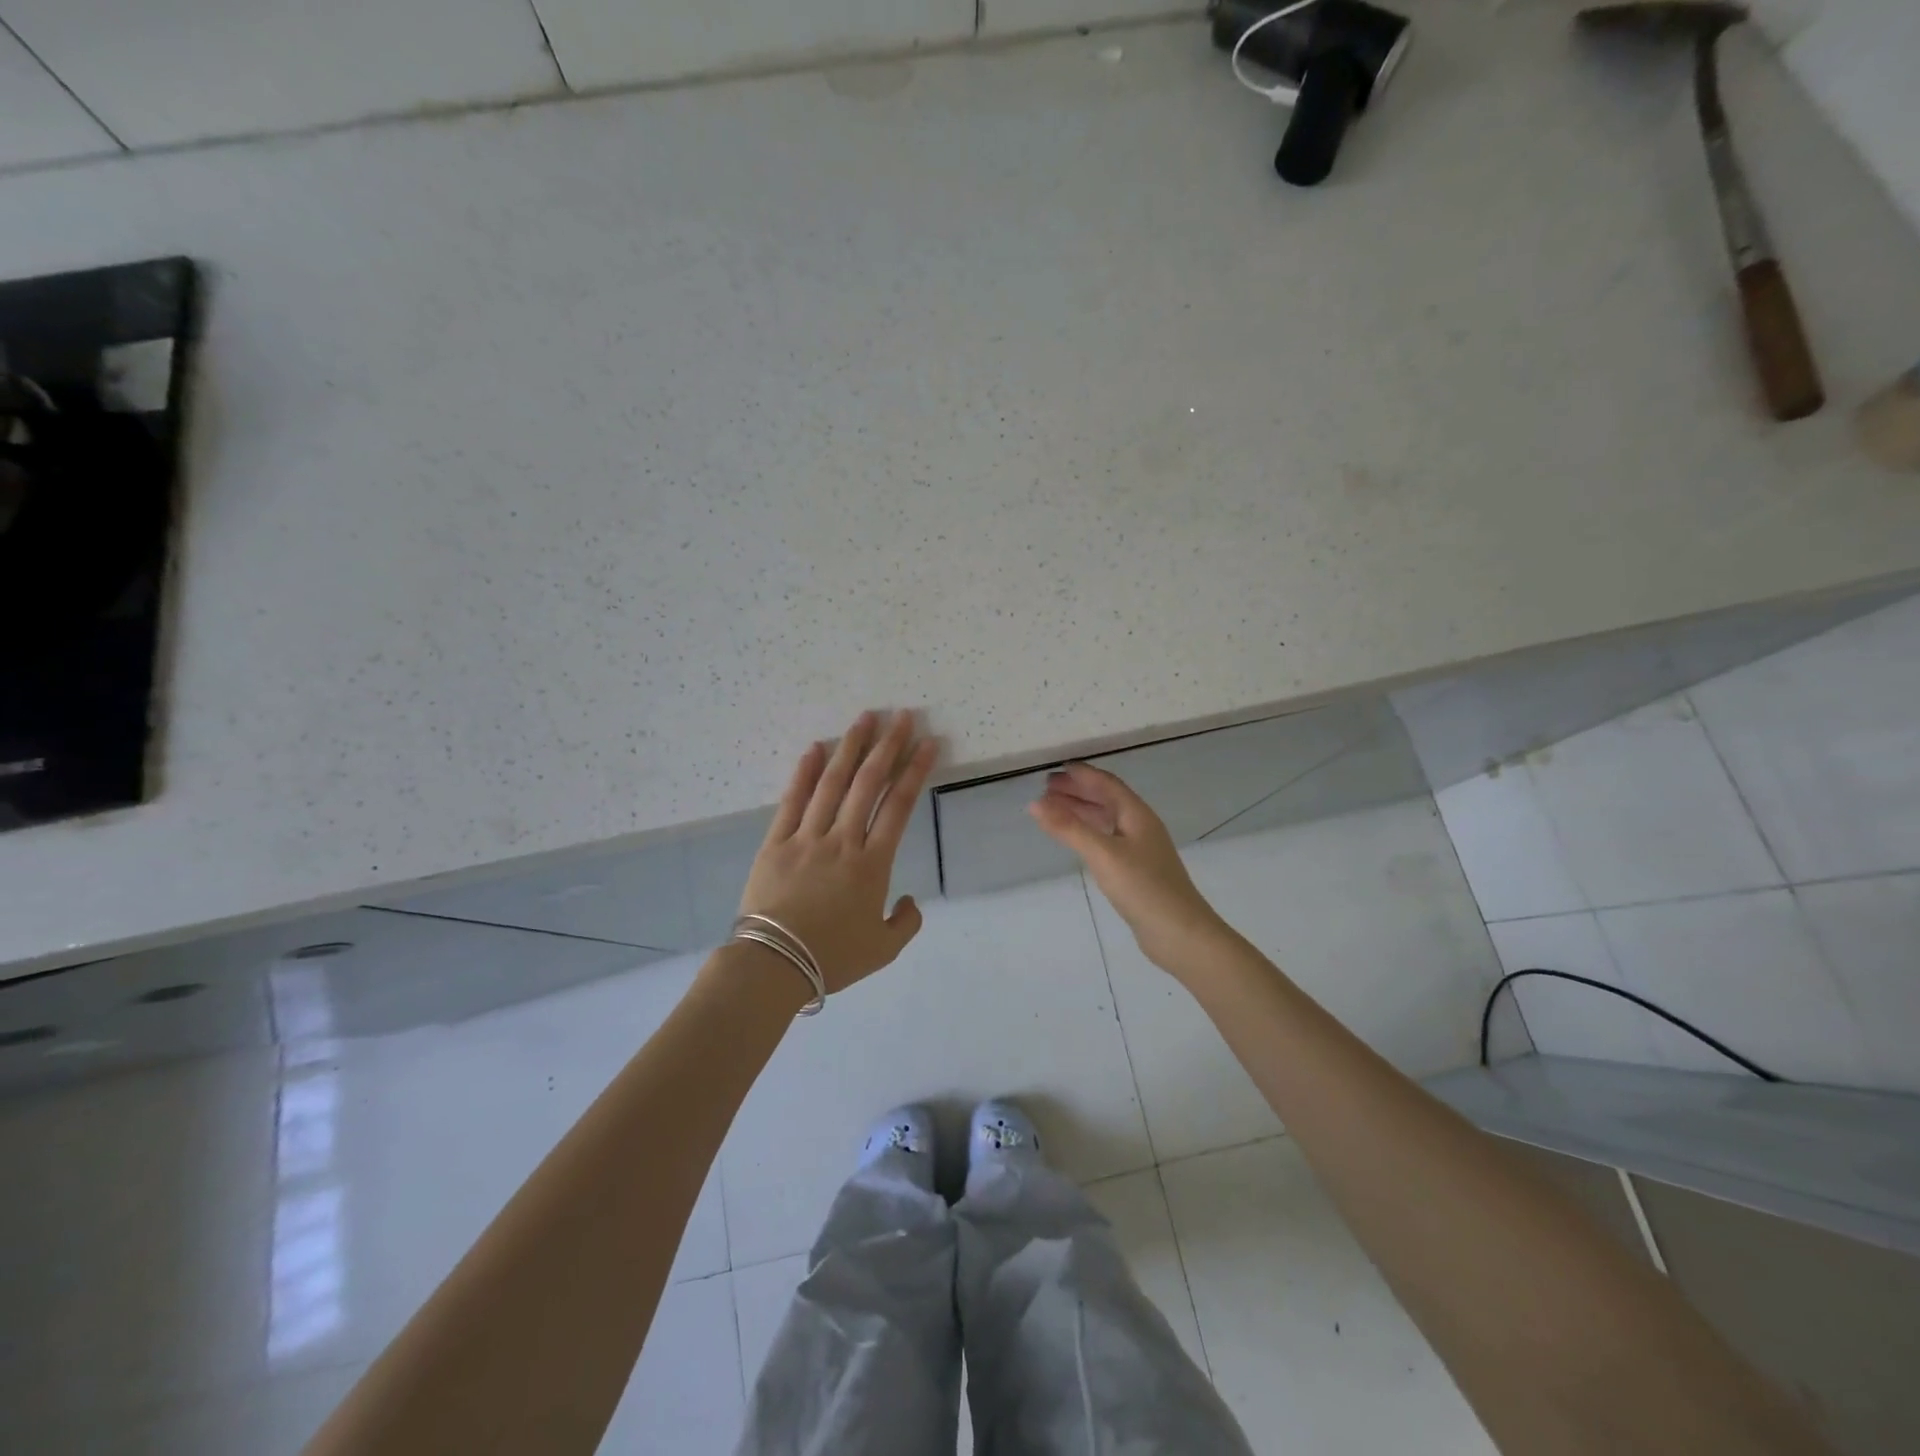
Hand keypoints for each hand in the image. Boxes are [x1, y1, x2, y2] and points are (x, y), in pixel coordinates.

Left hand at [737, 710, 938, 995]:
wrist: (773, 966)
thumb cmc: (831, 958)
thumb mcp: (883, 950)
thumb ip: (906, 922)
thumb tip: (909, 900)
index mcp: (872, 865)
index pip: (899, 806)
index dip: (915, 771)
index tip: (928, 743)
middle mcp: (843, 841)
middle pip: (869, 783)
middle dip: (888, 746)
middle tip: (901, 716)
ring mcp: (807, 838)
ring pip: (833, 783)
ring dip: (850, 748)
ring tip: (865, 719)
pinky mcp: (776, 842)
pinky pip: (792, 801)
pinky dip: (805, 772)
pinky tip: (815, 748)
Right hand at [1028, 762, 1227, 972]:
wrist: (1180, 933)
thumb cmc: (1143, 887)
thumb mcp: (1102, 854)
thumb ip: (1069, 828)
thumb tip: (1035, 803)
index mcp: (1137, 815)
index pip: (1107, 784)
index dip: (1082, 774)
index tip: (1056, 768)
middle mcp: (1141, 826)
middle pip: (1107, 800)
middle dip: (1078, 791)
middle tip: (1047, 788)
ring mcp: (1141, 849)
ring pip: (1107, 820)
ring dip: (1081, 811)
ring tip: (1054, 810)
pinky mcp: (1137, 870)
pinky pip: (1108, 839)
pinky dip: (1088, 832)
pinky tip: (1077, 841)